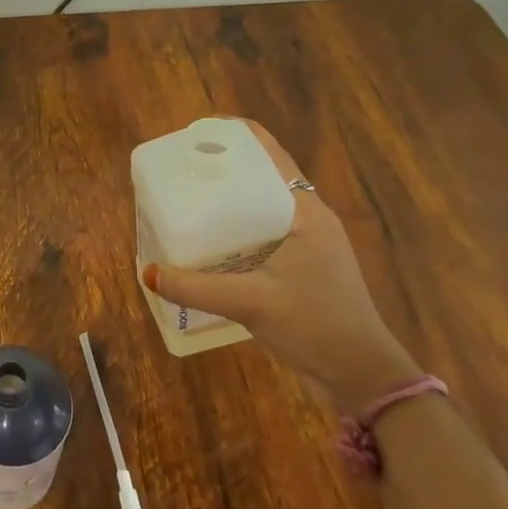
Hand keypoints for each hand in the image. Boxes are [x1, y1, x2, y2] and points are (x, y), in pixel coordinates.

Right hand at [144, 119, 421, 413]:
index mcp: (304, 211)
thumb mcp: (250, 302)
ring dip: (228, 200)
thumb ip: (195, 287)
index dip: (234, 135)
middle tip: (180, 169)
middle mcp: (307, 218)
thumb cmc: (315, 325)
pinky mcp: (302, 266)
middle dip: (222, 167)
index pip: (270, 154)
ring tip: (186, 199)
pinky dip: (235, 229)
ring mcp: (307, 243)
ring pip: (261, 206)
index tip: (195, 133)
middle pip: (261, 176)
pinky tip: (207, 242)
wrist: (361, 375)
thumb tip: (146, 272)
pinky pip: (262, 233)